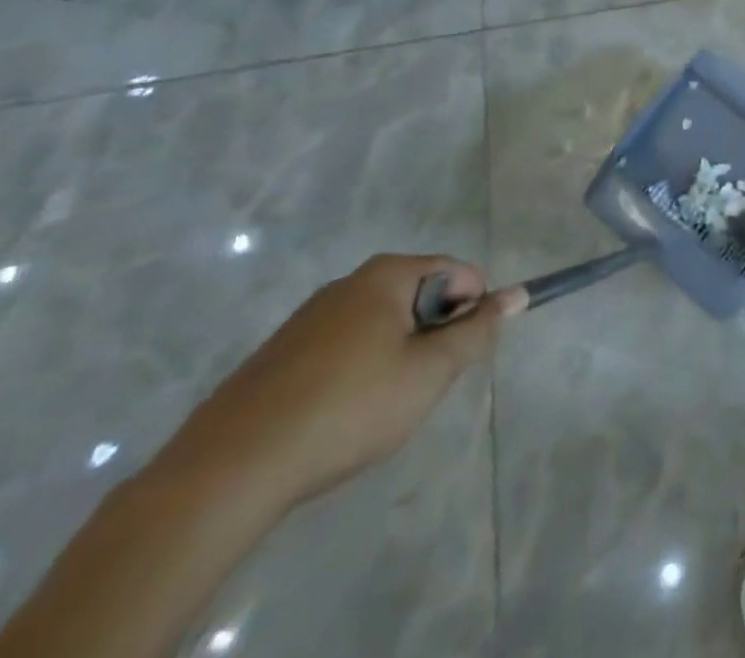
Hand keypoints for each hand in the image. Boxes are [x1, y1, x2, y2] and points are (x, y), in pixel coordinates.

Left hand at [169, 255, 523, 507]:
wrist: (226, 473)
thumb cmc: (348, 408)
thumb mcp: (430, 372)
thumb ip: (478, 330)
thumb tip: (518, 293)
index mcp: (386, 275)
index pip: (455, 270)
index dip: (472, 307)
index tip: (462, 353)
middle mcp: (346, 284)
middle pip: (417, 294)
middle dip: (432, 332)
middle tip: (425, 382)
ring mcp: (306, 319)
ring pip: (379, 324)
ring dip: (396, 354)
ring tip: (382, 405)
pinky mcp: (277, 357)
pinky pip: (341, 348)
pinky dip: (356, 372)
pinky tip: (341, 417)